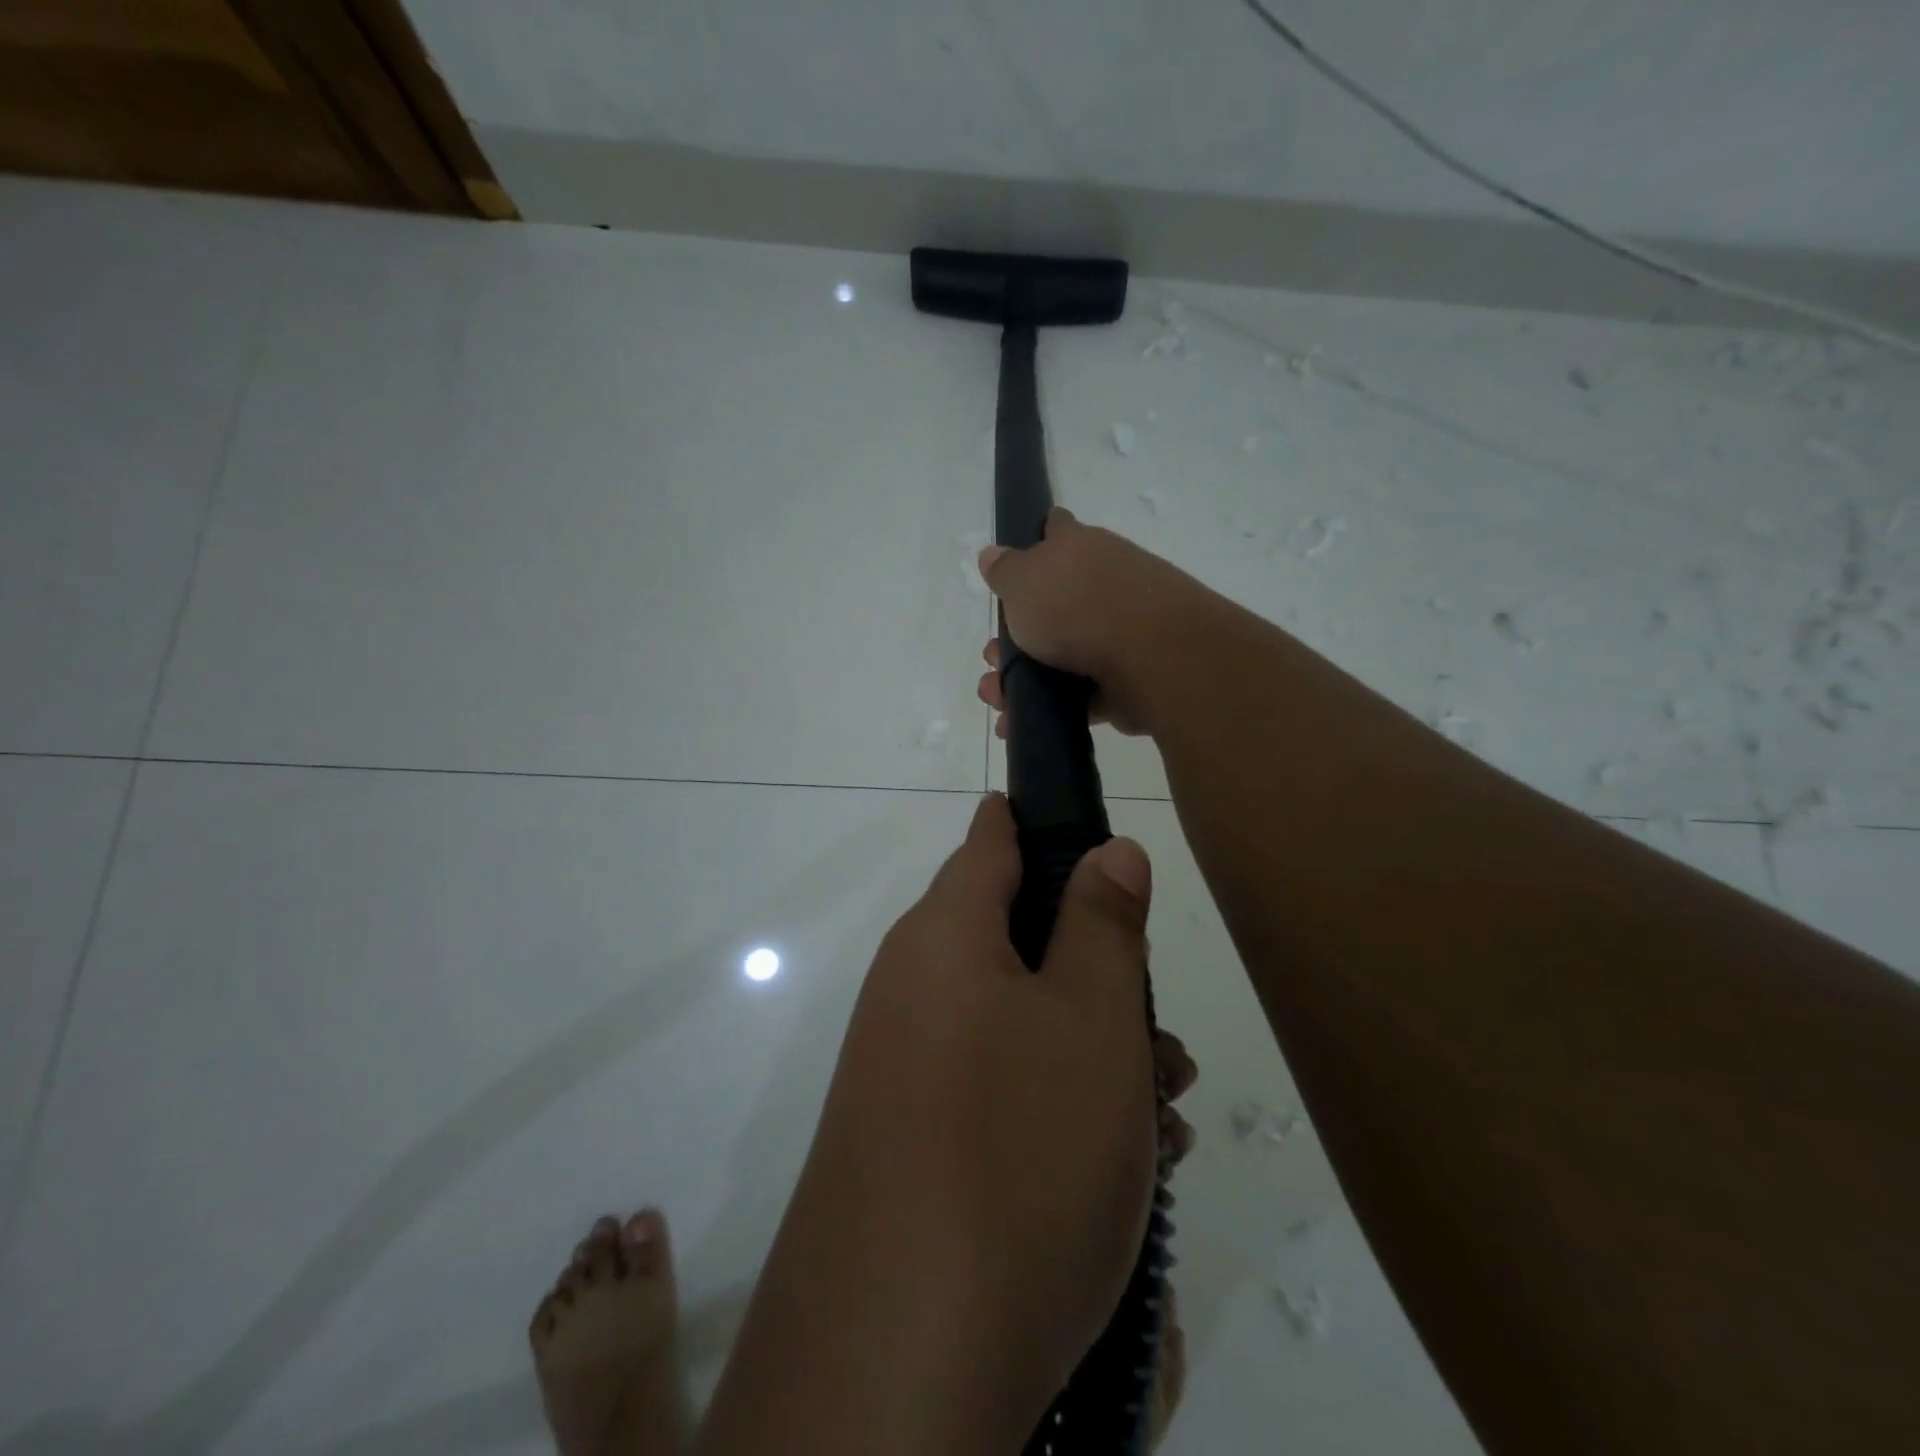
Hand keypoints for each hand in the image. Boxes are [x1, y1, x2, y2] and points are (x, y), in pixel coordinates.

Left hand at [796, 793, 1195, 1427]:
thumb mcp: (1090, 1022)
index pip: (991, 839)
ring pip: (1015, 1019)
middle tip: (1159, 1029)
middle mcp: (912, 986)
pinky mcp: (909, 1134)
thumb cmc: (1017, 1150)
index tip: (1099, 839)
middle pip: (1014, 937)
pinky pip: (994, 1084)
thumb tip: (1107, 849)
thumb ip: (1102, 923)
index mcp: (944, 935)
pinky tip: (1115, 1166)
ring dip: (1089, 1047)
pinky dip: (1054, 1102)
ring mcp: (904, 1063)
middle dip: (1093, 968)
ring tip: (1163, 1108)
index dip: (1043, 823)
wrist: (895, 1357)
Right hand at [977, 507, 1217, 739]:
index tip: (1014, 567)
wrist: (1150, 656)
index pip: (1056, 529)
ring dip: (1024, 678)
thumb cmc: (1076, 606)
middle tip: (993, 658)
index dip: (1036, 541)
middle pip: (1053, 604)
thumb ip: (1004, 570)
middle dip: (1015, 636)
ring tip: (997, 699)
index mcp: (1080, 548)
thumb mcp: (1022, 581)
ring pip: (1062, 654)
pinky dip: (1051, 707)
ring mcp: (1120, 630)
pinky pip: (1080, 692)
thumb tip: (992, 554)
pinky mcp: (1128, 676)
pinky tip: (1020, 722)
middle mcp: (1104, 582)